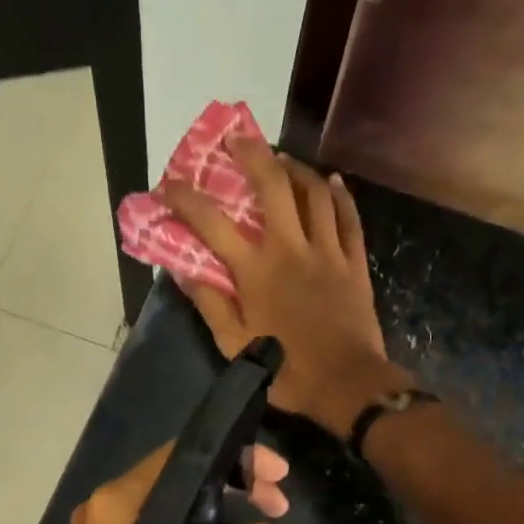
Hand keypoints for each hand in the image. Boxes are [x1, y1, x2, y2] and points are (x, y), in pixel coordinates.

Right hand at [158, 138, 408, 436]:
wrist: (346, 384)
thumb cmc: (286, 370)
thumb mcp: (234, 347)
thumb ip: (210, 305)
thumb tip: (184, 272)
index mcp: (256, 271)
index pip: (212, 224)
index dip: (187, 199)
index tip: (169, 185)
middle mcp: (291, 248)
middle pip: (272, 186)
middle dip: (251, 154)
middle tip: (236, 139)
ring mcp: (327, 251)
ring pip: (314, 193)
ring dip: (296, 168)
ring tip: (281, 158)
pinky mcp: (354, 262)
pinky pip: (349, 218)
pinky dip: (340, 195)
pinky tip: (332, 181)